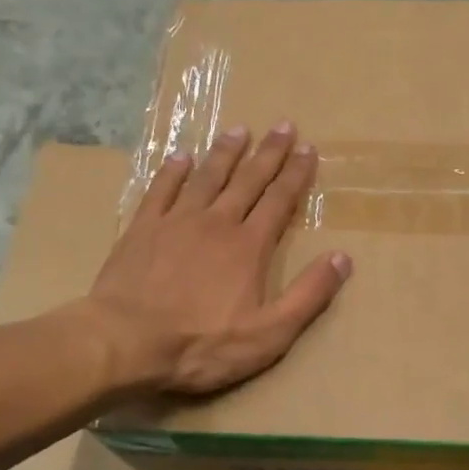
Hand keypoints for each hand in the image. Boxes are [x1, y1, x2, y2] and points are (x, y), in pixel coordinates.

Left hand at [88, 123, 351, 394]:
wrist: (126, 342)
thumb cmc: (202, 344)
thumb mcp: (270, 333)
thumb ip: (308, 295)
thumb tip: (342, 258)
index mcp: (249, 246)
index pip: (279, 201)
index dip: (296, 174)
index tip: (308, 149)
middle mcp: (216, 223)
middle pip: (247, 180)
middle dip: (269, 152)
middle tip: (284, 125)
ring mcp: (176, 222)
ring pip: (206, 177)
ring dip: (225, 153)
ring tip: (239, 130)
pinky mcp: (142, 229)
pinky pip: (161, 189)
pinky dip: (172, 171)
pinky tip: (180, 156)